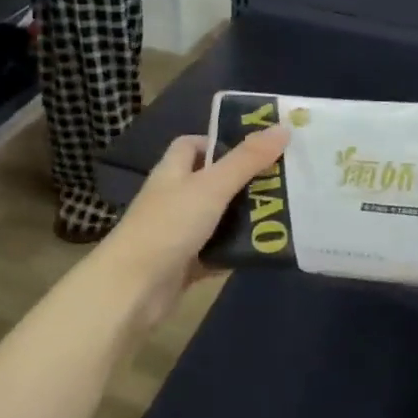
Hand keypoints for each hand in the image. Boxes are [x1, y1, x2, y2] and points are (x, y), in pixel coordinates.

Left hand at [98, 126, 291, 331]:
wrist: (132, 290)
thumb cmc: (168, 226)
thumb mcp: (212, 186)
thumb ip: (247, 160)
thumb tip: (282, 128)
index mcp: (173, 171)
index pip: (193, 144)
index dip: (221, 142)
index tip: (256, 148)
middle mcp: (174, 197)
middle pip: (212, 181)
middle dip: (245, 181)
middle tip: (283, 181)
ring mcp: (178, 232)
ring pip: (218, 218)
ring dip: (245, 217)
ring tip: (285, 214)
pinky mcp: (185, 264)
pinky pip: (217, 252)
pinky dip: (237, 251)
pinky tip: (265, 249)